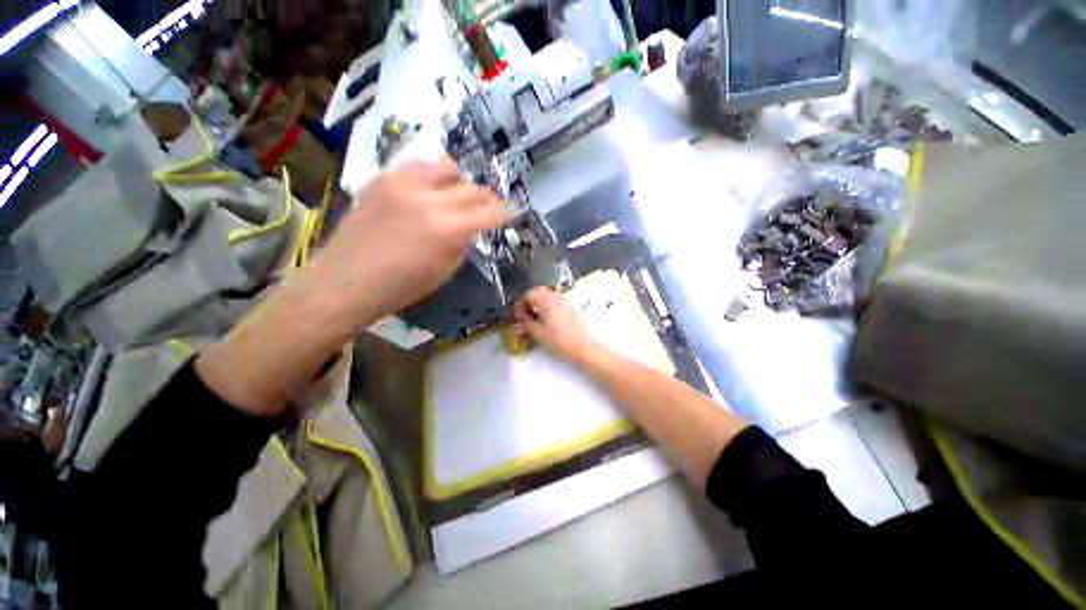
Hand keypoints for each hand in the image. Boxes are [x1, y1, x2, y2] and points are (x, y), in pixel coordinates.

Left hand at [196, 158, 509, 416]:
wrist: (346, 280)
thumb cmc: (401, 287)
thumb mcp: (445, 271)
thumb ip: (463, 243)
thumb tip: (471, 227)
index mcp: (446, 229)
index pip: (489, 212)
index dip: (506, 212)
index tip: (512, 213)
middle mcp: (428, 198)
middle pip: (472, 187)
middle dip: (486, 199)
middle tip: (487, 209)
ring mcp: (402, 183)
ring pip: (446, 166)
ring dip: (458, 182)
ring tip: (454, 198)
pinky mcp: (382, 178)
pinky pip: (418, 167)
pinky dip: (431, 179)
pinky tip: (426, 195)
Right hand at [513, 287, 602, 364]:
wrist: (583, 347)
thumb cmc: (559, 340)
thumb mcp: (537, 332)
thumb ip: (525, 321)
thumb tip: (519, 315)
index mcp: (546, 299)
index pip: (528, 294)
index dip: (520, 304)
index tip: (516, 315)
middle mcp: (555, 296)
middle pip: (538, 293)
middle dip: (528, 303)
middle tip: (523, 316)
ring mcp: (564, 301)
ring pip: (546, 298)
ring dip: (537, 305)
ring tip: (533, 320)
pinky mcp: (570, 308)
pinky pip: (554, 303)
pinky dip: (546, 309)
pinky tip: (545, 322)